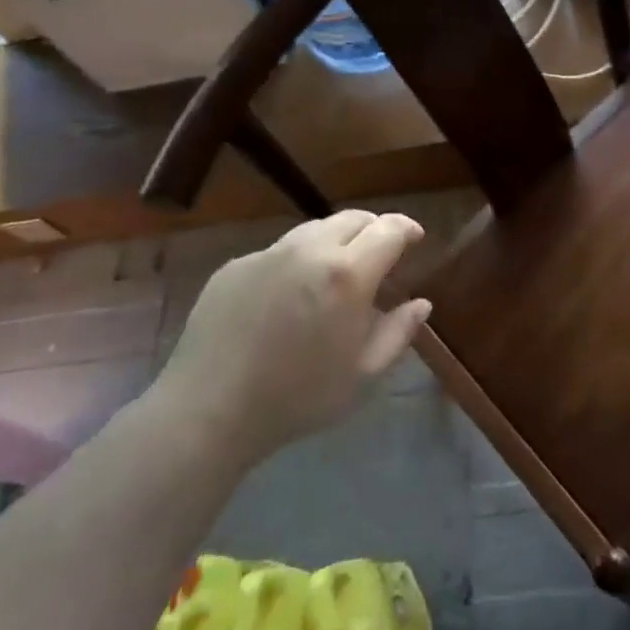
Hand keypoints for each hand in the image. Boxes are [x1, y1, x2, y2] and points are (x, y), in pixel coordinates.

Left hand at [153, 212, 431, 465]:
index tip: (415, 238)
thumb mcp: (363, 373)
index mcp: (347, 274)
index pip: (389, 229)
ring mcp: (267, 254)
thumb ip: (398, 332)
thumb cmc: (297, 397)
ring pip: (314, 230)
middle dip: (374, 229)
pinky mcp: (235, 265)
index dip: (407, 228)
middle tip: (381, 255)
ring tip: (336, 273)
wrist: (208, 410)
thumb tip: (421, 303)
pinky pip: (278, 251)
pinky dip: (297, 261)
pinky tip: (289, 296)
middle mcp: (309, 250)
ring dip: (336, 241)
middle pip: (353, 218)